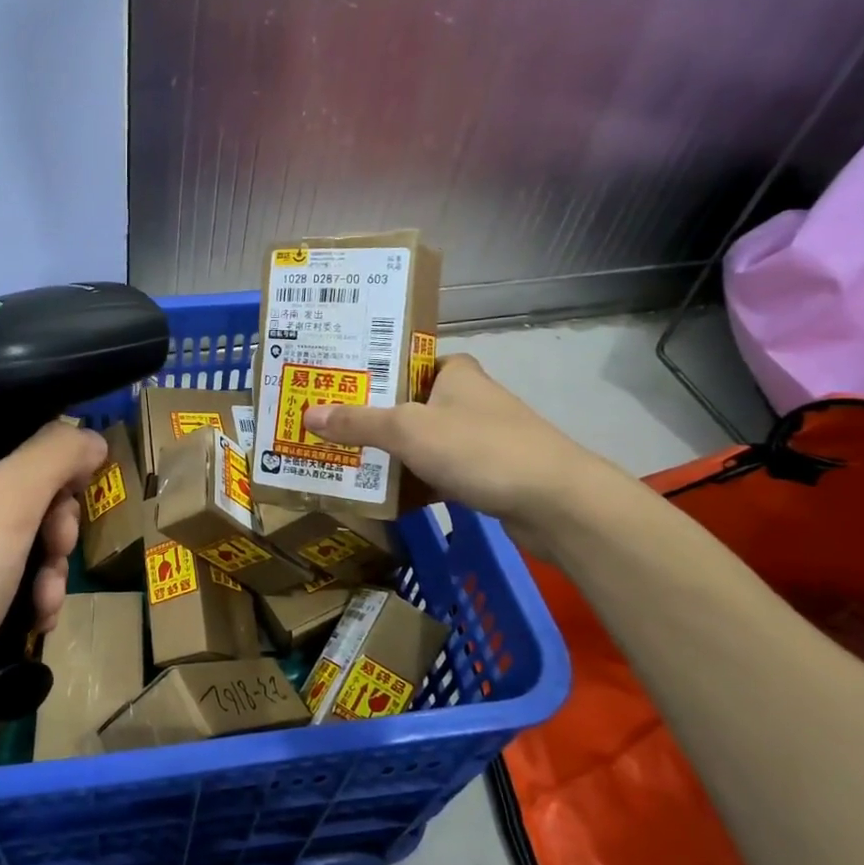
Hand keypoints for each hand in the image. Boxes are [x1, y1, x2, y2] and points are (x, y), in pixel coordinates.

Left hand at [0, 420, 107, 791]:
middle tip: (61, 548)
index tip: (74, 490)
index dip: (43, 457)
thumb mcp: (1, 506)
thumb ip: (52, 457)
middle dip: (48, 525)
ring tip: (48, 600)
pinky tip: (36, 623)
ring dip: (43, 568)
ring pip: (6, 543)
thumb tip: (90, 437)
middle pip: (6, 491)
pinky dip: (19, 599)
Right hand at [303, 354, 625, 553]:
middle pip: (405, 405)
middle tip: (323, 426)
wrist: (555, 502)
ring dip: (387, 454)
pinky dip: (410, 484)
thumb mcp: (408, 430)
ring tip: (340, 460)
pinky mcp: (484, 474)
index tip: (332, 385)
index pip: (404, 362)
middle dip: (367, 418)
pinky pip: (434, 473)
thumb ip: (357, 422)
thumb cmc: (479, 448)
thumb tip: (307, 414)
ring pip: (419, 442)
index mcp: (454, 373)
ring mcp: (477, 439)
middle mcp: (466, 399)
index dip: (368, 372)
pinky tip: (380, 498)